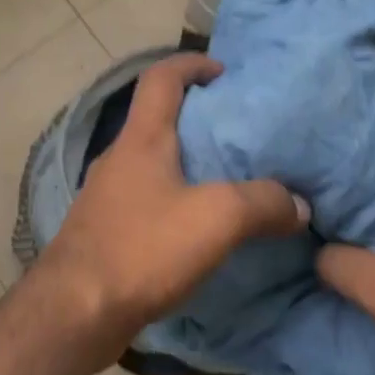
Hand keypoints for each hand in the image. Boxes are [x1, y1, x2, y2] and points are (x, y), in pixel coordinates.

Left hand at [43, 53, 308, 348]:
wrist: (76, 310)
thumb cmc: (143, 248)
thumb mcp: (217, 218)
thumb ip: (263, 203)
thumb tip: (298, 204)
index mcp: (141, 139)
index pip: (161, 77)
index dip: (191, 64)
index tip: (224, 72)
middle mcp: (118, 158)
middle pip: (156, 119)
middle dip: (197, 118)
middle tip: (240, 134)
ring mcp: (106, 195)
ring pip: (151, 163)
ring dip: (185, 164)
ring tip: (228, 181)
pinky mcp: (105, 230)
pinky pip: (146, 200)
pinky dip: (173, 200)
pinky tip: (198, 229)